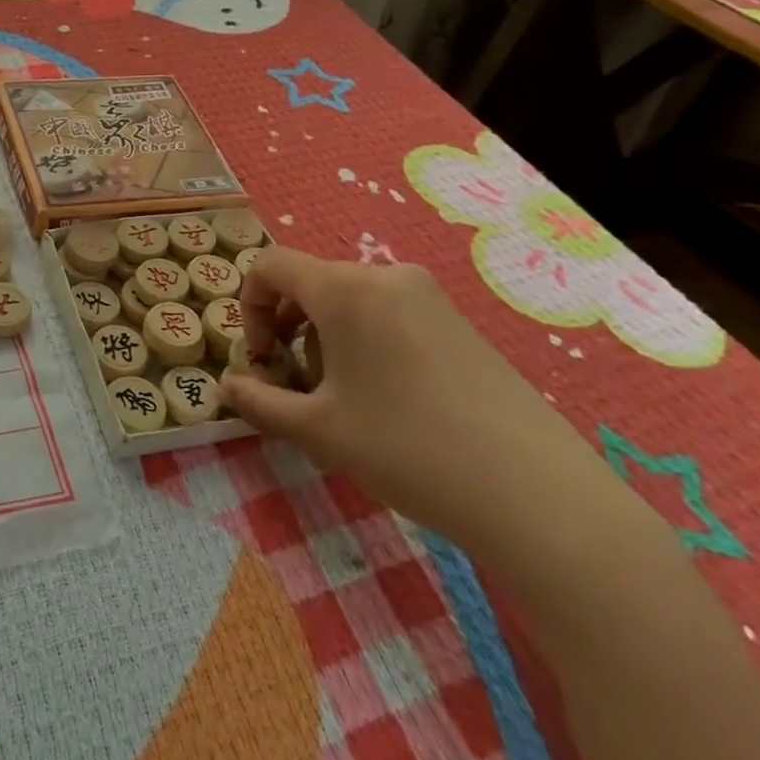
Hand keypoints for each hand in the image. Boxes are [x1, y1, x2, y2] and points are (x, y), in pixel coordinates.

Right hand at [219, 248, 629, 569]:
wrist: (533, 493)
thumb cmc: (405, 448)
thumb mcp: (317, 430)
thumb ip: (259, 401)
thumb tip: (226, 387)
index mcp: (345, 289)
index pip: (271, 266)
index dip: (249, 307)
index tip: (262, 360)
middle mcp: (386, 277)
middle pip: (311, 284)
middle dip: (288, 330)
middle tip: (298, 388)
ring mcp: (428, 298)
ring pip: (350, 301)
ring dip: (325, 340)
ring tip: (344, 401)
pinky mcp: (458, 323)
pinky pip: (389, 314)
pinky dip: (365, 343)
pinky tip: (388, 401)